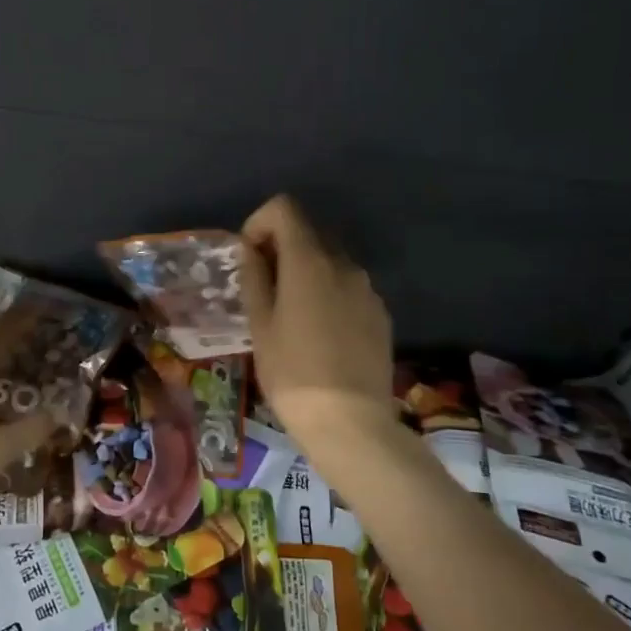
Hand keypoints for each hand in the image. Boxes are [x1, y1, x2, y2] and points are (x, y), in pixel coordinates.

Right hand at [241, 194, 395, 448]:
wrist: (350, 423)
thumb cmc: (292, 374)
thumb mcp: (260, 326)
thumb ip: (254, 277)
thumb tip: (251, 249)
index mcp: (309, 262)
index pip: (284, 208)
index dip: (260, 223)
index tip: (249, 257)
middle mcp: (343, 265)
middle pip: (308, 233)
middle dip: (281, 250)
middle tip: (264, 290)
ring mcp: (367, 289)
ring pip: (329, 263)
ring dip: (306, 274)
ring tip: (291, 318)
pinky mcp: (380, 313)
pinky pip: (348, 288)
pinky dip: (329, 295)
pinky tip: (321, 336)